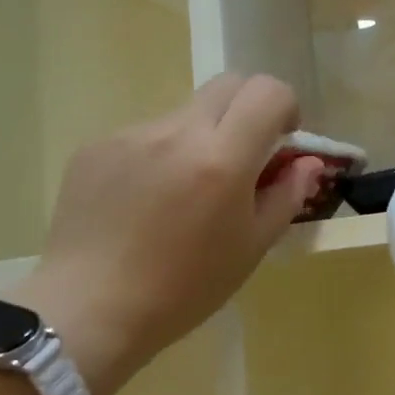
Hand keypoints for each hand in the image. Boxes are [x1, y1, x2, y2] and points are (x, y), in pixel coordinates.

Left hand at [6, 74, 323, 394]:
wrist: (88, 310)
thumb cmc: (184, 288)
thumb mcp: (251, 247)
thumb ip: (286, 195)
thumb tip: (307, 162)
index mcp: (222, 158)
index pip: (267, 92)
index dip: (285, 107)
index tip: (282, 140)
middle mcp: (176, 132)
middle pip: (228, 84)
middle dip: (248, 109)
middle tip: (244, 155)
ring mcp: (131, 135)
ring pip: (184, 113)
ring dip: (200, 137)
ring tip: (184, 193)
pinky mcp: (96, 147)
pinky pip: (145, 136)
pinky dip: (160, 155)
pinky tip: (145, 203)